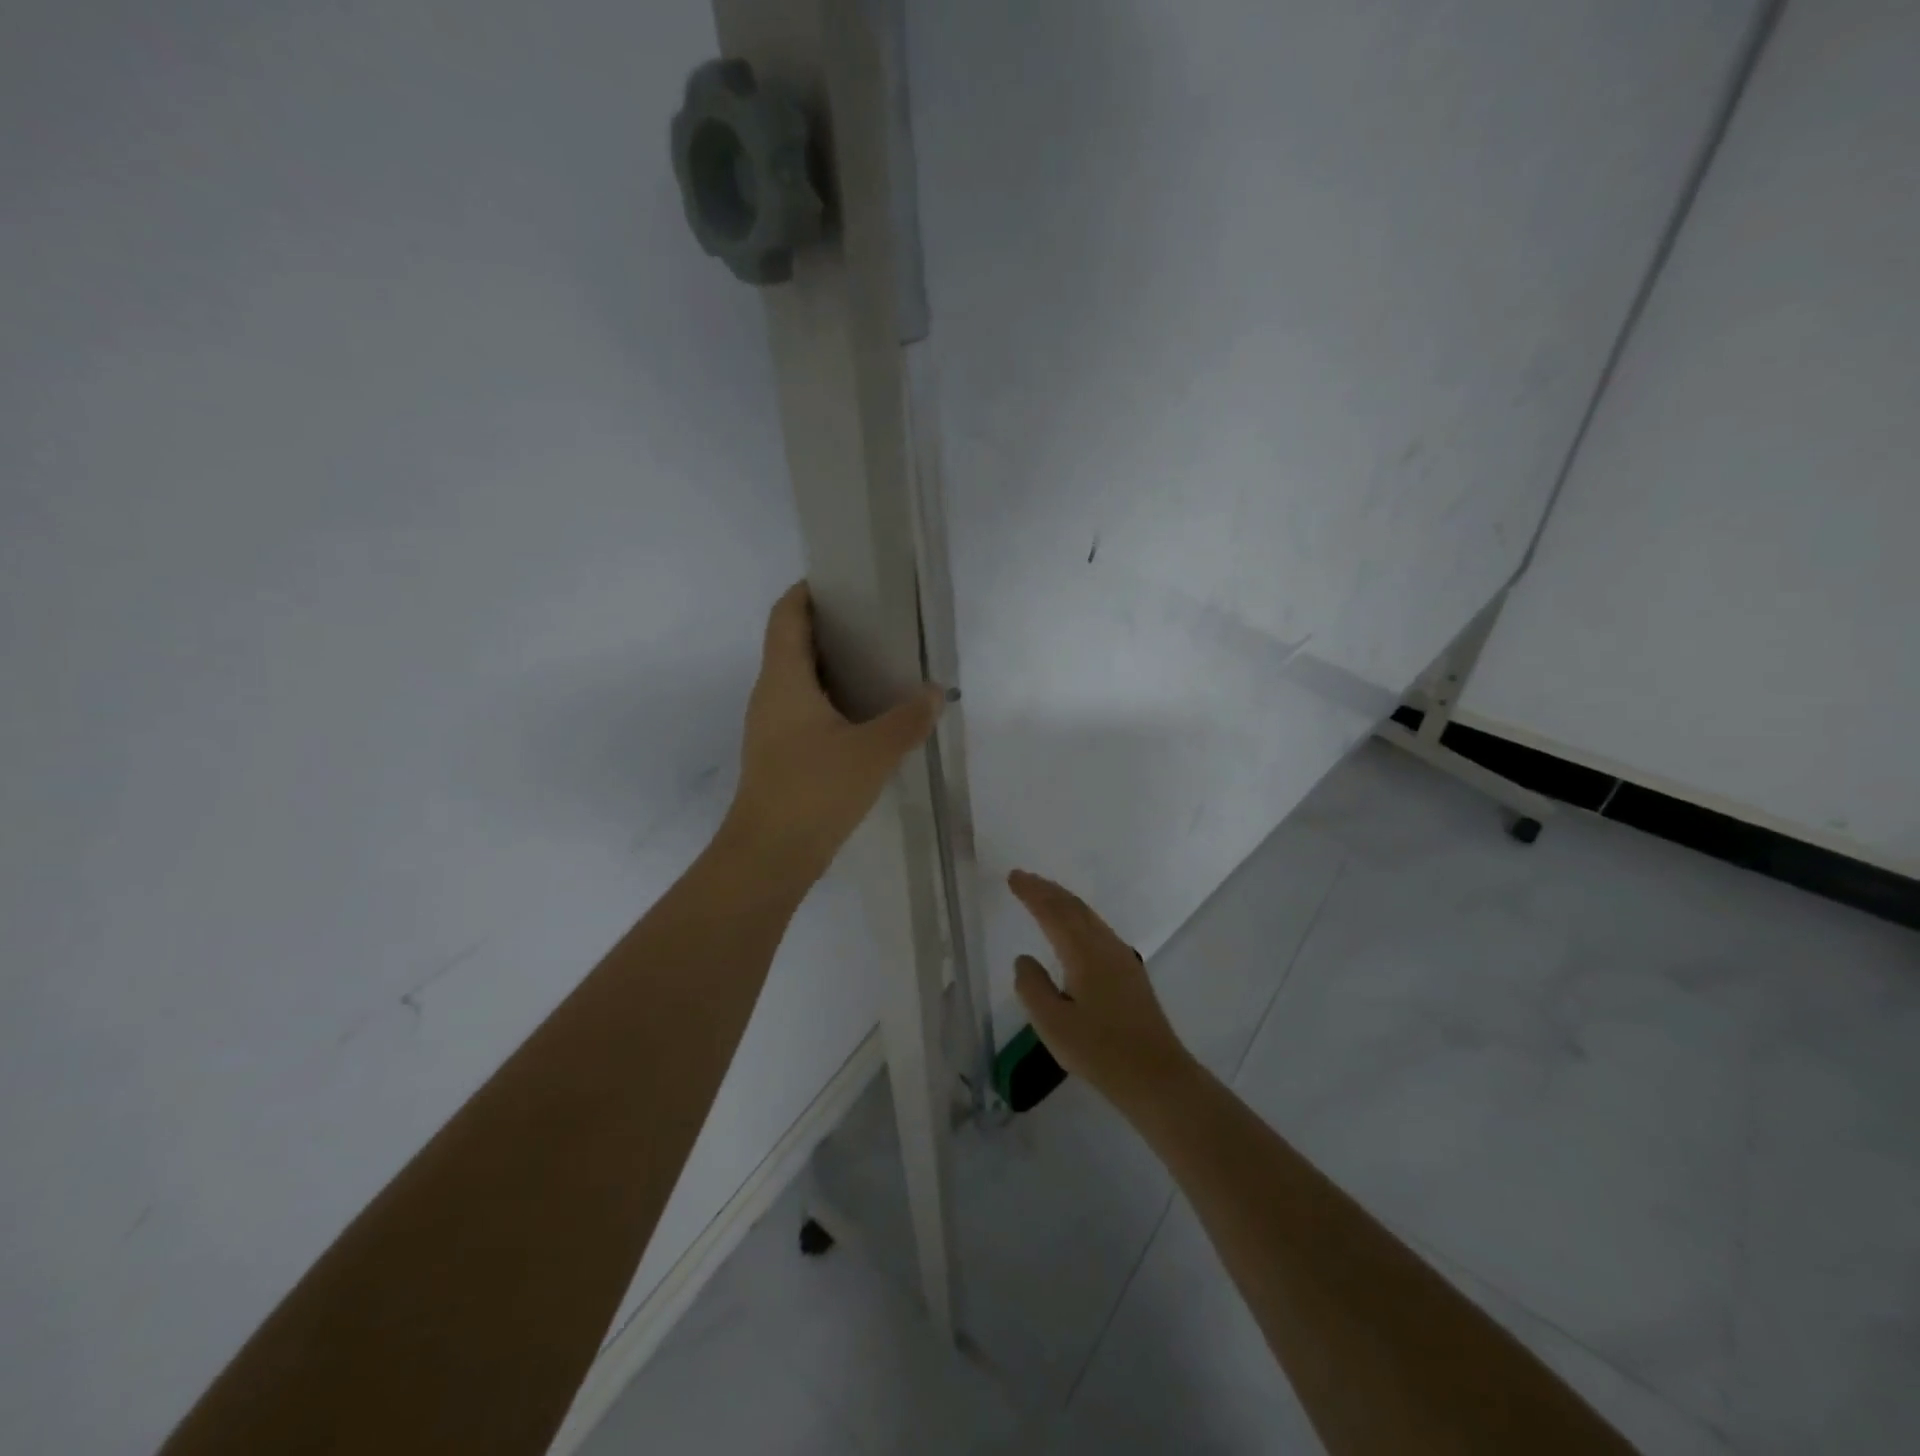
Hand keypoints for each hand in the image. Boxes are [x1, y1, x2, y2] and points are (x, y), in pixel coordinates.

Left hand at [723, 582, 944, 887]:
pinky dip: (833, 700)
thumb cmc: (814, 791)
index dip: (808, 592)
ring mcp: (772, 726)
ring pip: (800, 680)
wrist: (770, 856)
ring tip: (880, 665)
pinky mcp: (780, 754)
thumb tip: (935, 694)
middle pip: (793, 643)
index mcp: (784, 679)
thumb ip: (908, 719)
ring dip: (834, 667)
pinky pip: (805, 710)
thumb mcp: (873, 752)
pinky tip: (867, 716)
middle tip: (878, 623)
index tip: (844, 582)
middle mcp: (771, 694)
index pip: (787, 615)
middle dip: (831, 628)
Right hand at [1009, 869, 1197, 1110]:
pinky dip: (1077, 916)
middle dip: (1047, 889)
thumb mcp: (1052, 1024)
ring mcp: (1121, 956)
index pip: (1053, 912)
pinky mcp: (1129, 971)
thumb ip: (1032, 988)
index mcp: (1084, 953)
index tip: (1013, 876)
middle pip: (1074, 907)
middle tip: (1023, 877)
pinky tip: (1073, 927)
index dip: (1032, 892)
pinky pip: (1097, 928)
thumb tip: (1024, 958)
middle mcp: (1104, 945)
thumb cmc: (1099, 1051)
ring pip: (1088, 916)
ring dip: (1064, 901)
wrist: (1155, 1075)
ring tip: (1043, 894)